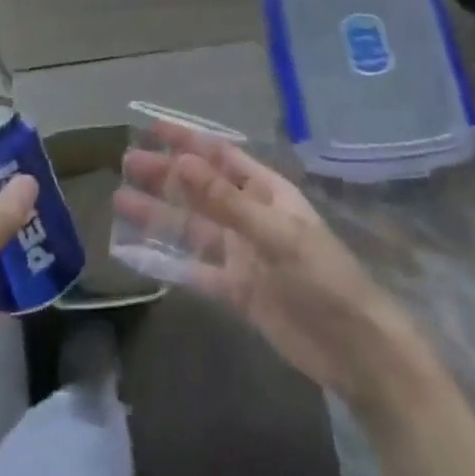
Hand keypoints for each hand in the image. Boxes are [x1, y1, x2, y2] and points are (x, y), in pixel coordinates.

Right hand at [114, 120, 432, 414]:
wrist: (353, 348)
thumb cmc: (322, 278)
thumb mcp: (274, 234)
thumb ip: (225, 201)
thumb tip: (181, 161)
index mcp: (266, 193)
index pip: (220, 157)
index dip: (189, 141)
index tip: (153, 128)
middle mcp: (249, 217)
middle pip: (200, 189)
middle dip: (166, 175)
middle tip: (127, 163)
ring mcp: (241, 254)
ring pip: (192, 227)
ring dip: (159, 213)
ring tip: (121, 201)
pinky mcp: (236, 291)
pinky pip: (195, 270)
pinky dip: (168, 261)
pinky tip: (139, 254)